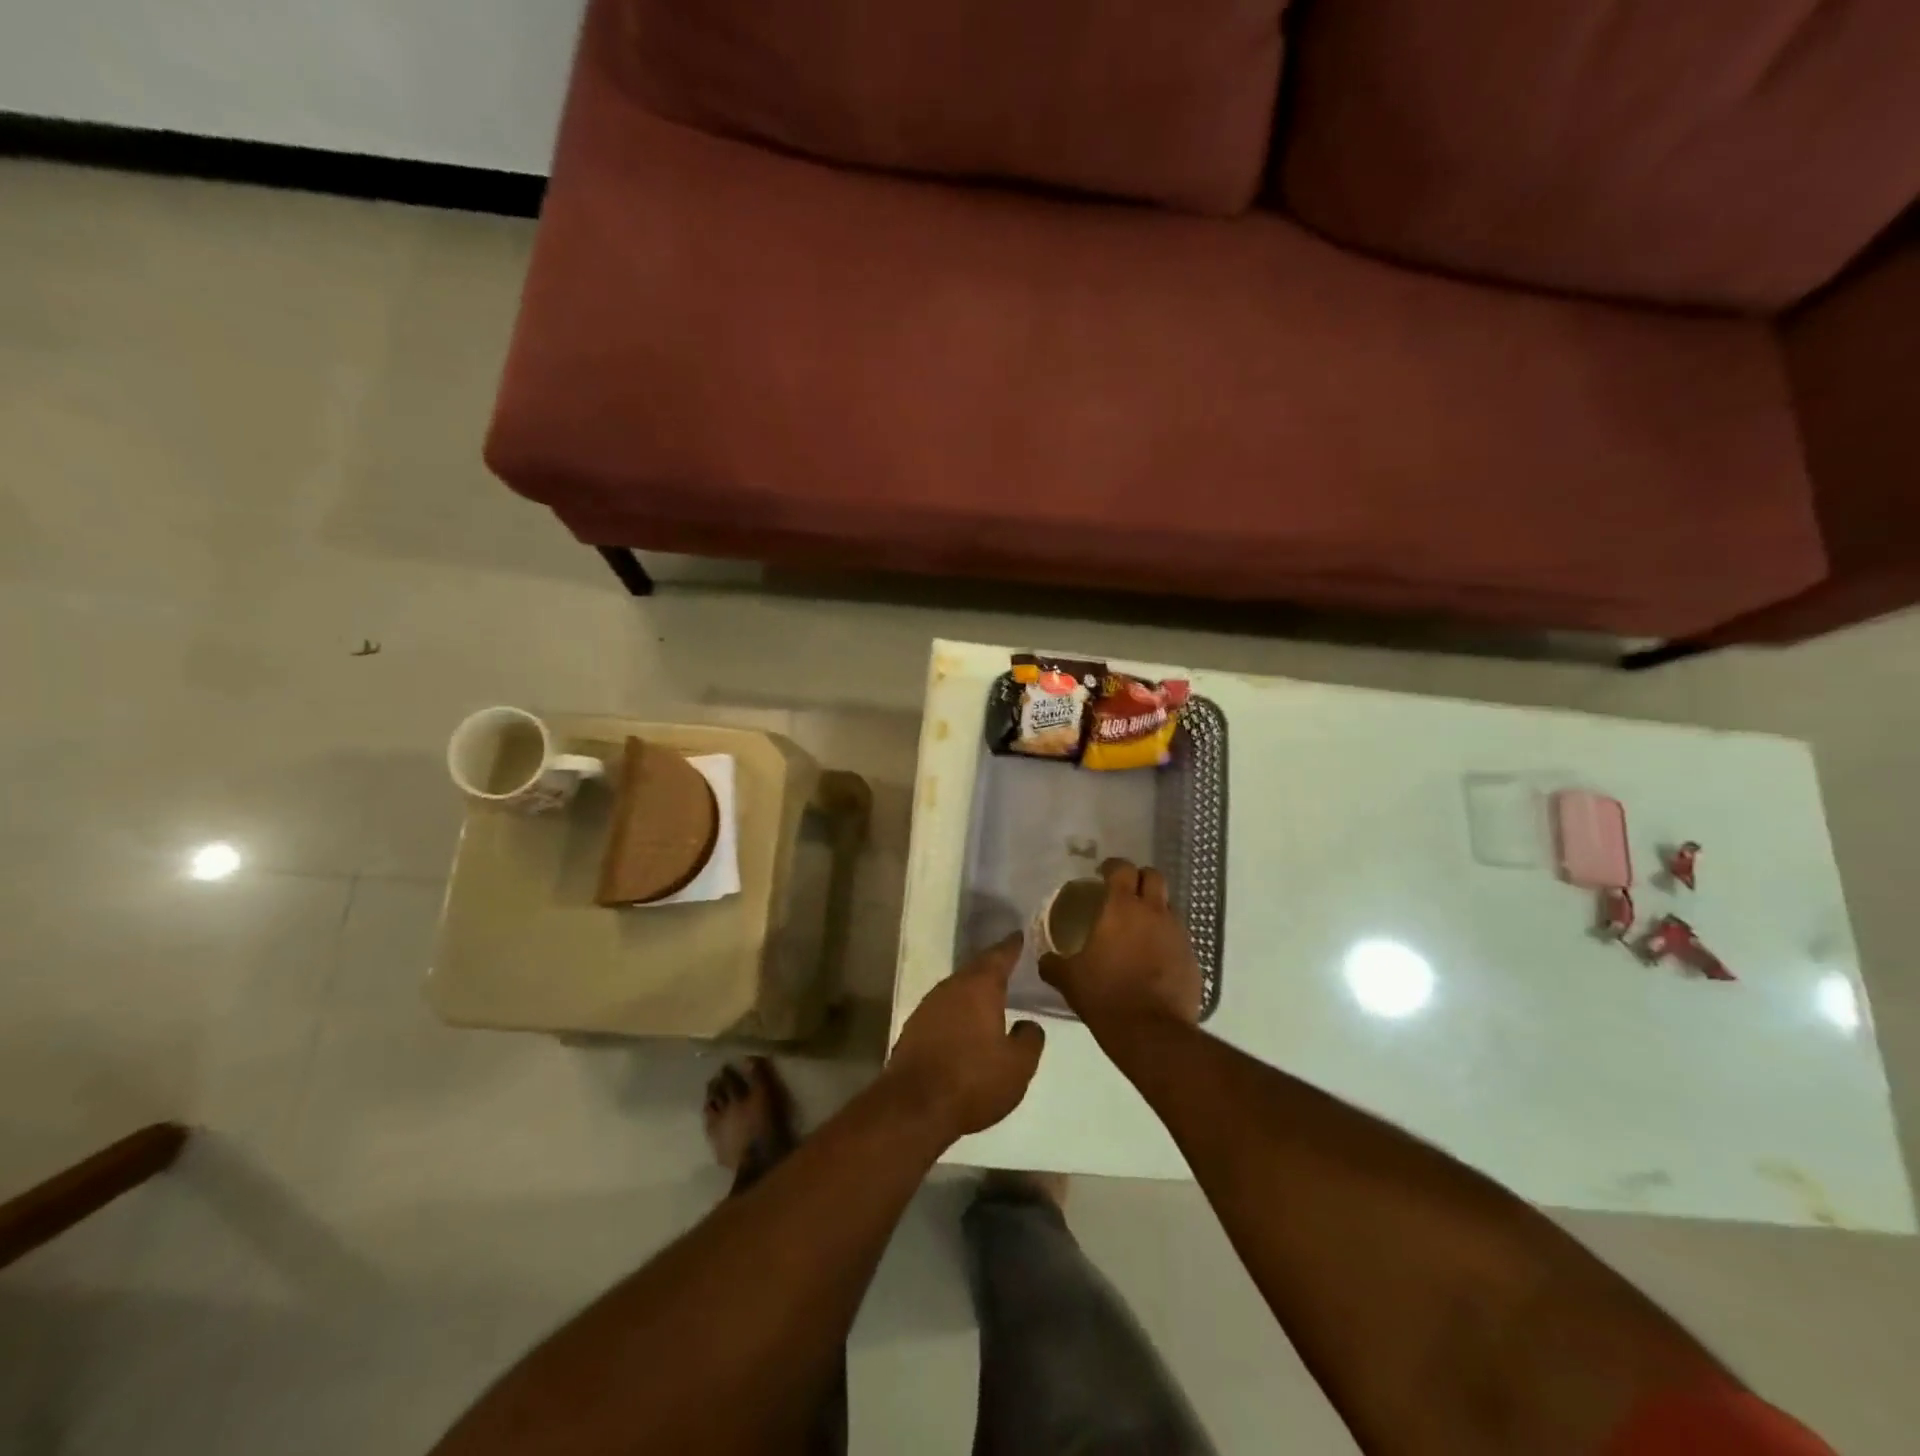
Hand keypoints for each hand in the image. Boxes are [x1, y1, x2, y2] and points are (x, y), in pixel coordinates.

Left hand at [884, 935, 1045, 1140]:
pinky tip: (965, 1024)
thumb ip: (1029, 1040)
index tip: (1019, 935)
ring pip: (957, 989)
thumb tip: (1028, 1024)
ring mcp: (928, 1006)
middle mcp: (951, 987)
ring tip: (991, 995)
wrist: (914, 1106)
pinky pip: (944, 1009)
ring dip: (973, 990)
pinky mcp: (914, 1028)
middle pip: (975, 970)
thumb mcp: (1017, 1066)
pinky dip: (958, 1010)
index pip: (999, 956)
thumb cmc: (973, 1080)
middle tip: (1008, 963)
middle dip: (992, 967)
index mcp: (979, 987)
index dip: (1012, 946)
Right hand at [1040, 858, 1202, 1030]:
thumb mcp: (1069, 979)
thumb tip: (1045, 960)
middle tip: (1124, 893)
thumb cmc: (1105, 995)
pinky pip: (1178, 937)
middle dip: (1139, 878)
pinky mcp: (1192, 958)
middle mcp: (1154, 912)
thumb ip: (1054, 963)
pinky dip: (1166, 939)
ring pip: (1169, 906)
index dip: (1112, 866)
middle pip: (1153, 876)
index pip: (1121, 868)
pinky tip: (1153, 958)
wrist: (1151, 1033)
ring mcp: (1177, 934)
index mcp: (1121, 908)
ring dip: (1155, 909)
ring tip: (1139, 928)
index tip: (1102, 873)